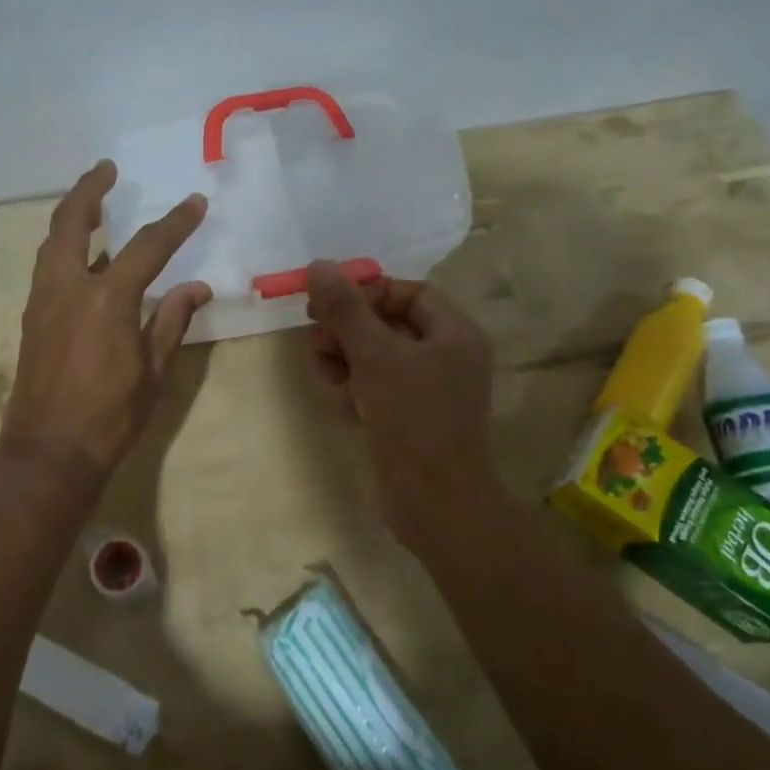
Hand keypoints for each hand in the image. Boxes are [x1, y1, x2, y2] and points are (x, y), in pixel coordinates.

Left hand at [0, 161, 210, 492]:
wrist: (48, 453)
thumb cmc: (110, 417)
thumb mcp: (154, 371)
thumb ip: (172, 321)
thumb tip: (197, 288)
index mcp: (108, 299)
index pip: (148, 246)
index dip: (176, 222)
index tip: (195, 203)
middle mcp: (69, 287)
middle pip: (73, 221)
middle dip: (90, 189)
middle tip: (107, 169)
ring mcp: (44, 300)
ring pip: (52, 241)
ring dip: (72, 214)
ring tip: (92, 202)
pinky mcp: (32, 317)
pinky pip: (47, 265)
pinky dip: (63, 246)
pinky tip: (81, 254)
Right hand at [305, 260, 496, 543]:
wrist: (436, 503)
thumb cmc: (412, 419)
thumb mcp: (375, 356)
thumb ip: (346, 310)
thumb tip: (319, 266)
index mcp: (454, 333)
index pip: (407, 292)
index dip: (366, 292)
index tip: (328, 305)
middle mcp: (448, 355)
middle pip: (389, 322)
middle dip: (348, 327)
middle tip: (315, 337)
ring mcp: (432, 389)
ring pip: (380, 355)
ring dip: (345, 354)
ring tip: (321, 368)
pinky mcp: (414, 417)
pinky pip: (380, 384)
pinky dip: (357, 382)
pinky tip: (338, 394)